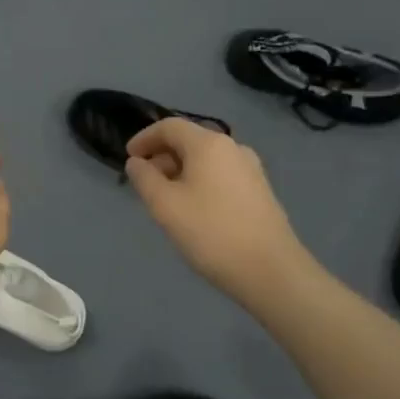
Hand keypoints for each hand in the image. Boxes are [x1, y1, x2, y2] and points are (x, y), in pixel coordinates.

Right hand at [125, 117, 318, 306]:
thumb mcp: (165, 205)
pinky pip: (221, 174)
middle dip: (162, 156)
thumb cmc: (211, 233)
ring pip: (206, 159)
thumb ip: (144, 178)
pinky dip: (200, 181)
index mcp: (208, 144)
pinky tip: (194, 209)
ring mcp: (251, 169)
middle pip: (189, 140)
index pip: (169, 126)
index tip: (128, 158)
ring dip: (181, 170)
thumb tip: (137, 162)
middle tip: (145, 182)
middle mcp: (233, 148)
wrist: (271, 271)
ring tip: (166, 198)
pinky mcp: (260, 191)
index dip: (144, 138)